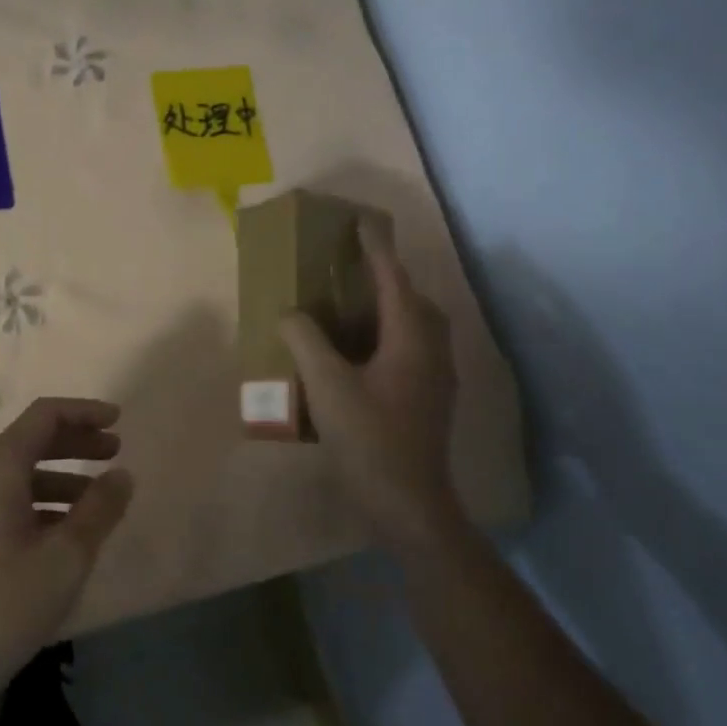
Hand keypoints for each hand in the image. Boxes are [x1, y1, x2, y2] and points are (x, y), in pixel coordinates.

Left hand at [0, 398, 132, 715]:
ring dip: (59, 478)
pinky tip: (62, 534)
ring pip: (16, 475)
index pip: (44, 416)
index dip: (84, 412)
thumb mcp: (64, 559)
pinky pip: (2, 501)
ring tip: (97, 502)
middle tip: (115, 455)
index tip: (119, 421)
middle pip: (30, 442)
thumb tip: (122, 475)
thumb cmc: (0, 607)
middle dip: (75, 443)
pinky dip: (37, 503)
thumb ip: (99, 510)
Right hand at [281, 220, 459, 549]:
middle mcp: (432, 352)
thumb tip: (291, 314)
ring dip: (389, 310)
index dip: (377, 249)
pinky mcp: (429, 401)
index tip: (362, 222)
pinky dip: (388, 338)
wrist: (408, 503)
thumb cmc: (369, 439)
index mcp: (411, 339)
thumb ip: (305, 340)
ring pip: (416, 328)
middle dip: (388, 279)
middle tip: (355, 271)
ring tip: (353, 309)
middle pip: (414, 301)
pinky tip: (360, 356)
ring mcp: (435, 379)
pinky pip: (411, 351)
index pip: (394, 280)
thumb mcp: (326, 385)